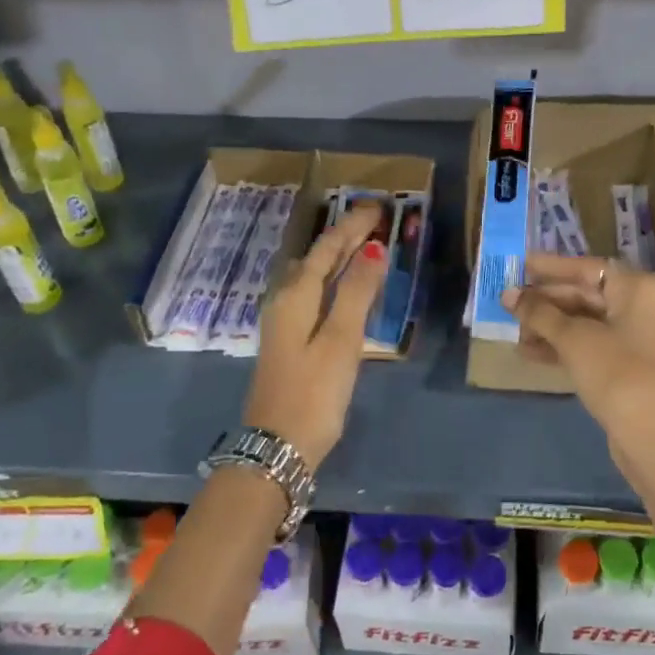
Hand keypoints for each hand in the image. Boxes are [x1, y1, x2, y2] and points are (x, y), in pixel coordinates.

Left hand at [243, 201, 387, 470]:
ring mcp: (282, 322)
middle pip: (315, 259)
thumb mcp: (341, 340)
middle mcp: (284, 301)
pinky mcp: (287, 341)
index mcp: (295, 296)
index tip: (377, 207)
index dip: (351, 227)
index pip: (326, 249)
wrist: (277, 447)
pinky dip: (330, 280)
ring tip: (360, 245)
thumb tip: (372, 248)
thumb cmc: (313, 393)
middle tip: (373, 220)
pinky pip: (311, 294)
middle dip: (343, 237)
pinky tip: (340, 288)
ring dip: (335, 258)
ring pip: (310, 276)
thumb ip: (356, 293)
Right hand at [504, 255, 654, 488]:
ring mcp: (644, 337)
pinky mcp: (635, 365)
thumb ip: (538, 313)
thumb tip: (508, 294)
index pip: (588, 268)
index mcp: (642, 287)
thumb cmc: (616, 373)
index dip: (550, 268)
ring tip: (515, 333)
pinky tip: (531, 353)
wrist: (653, 438)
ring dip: (551, 327)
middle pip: (588, 295)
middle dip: (546, 303)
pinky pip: (596, 344)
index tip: (520, 265)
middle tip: (509, 303)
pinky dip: (566, 346)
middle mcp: (648, 305)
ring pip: (589, 322)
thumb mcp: (573, 339)